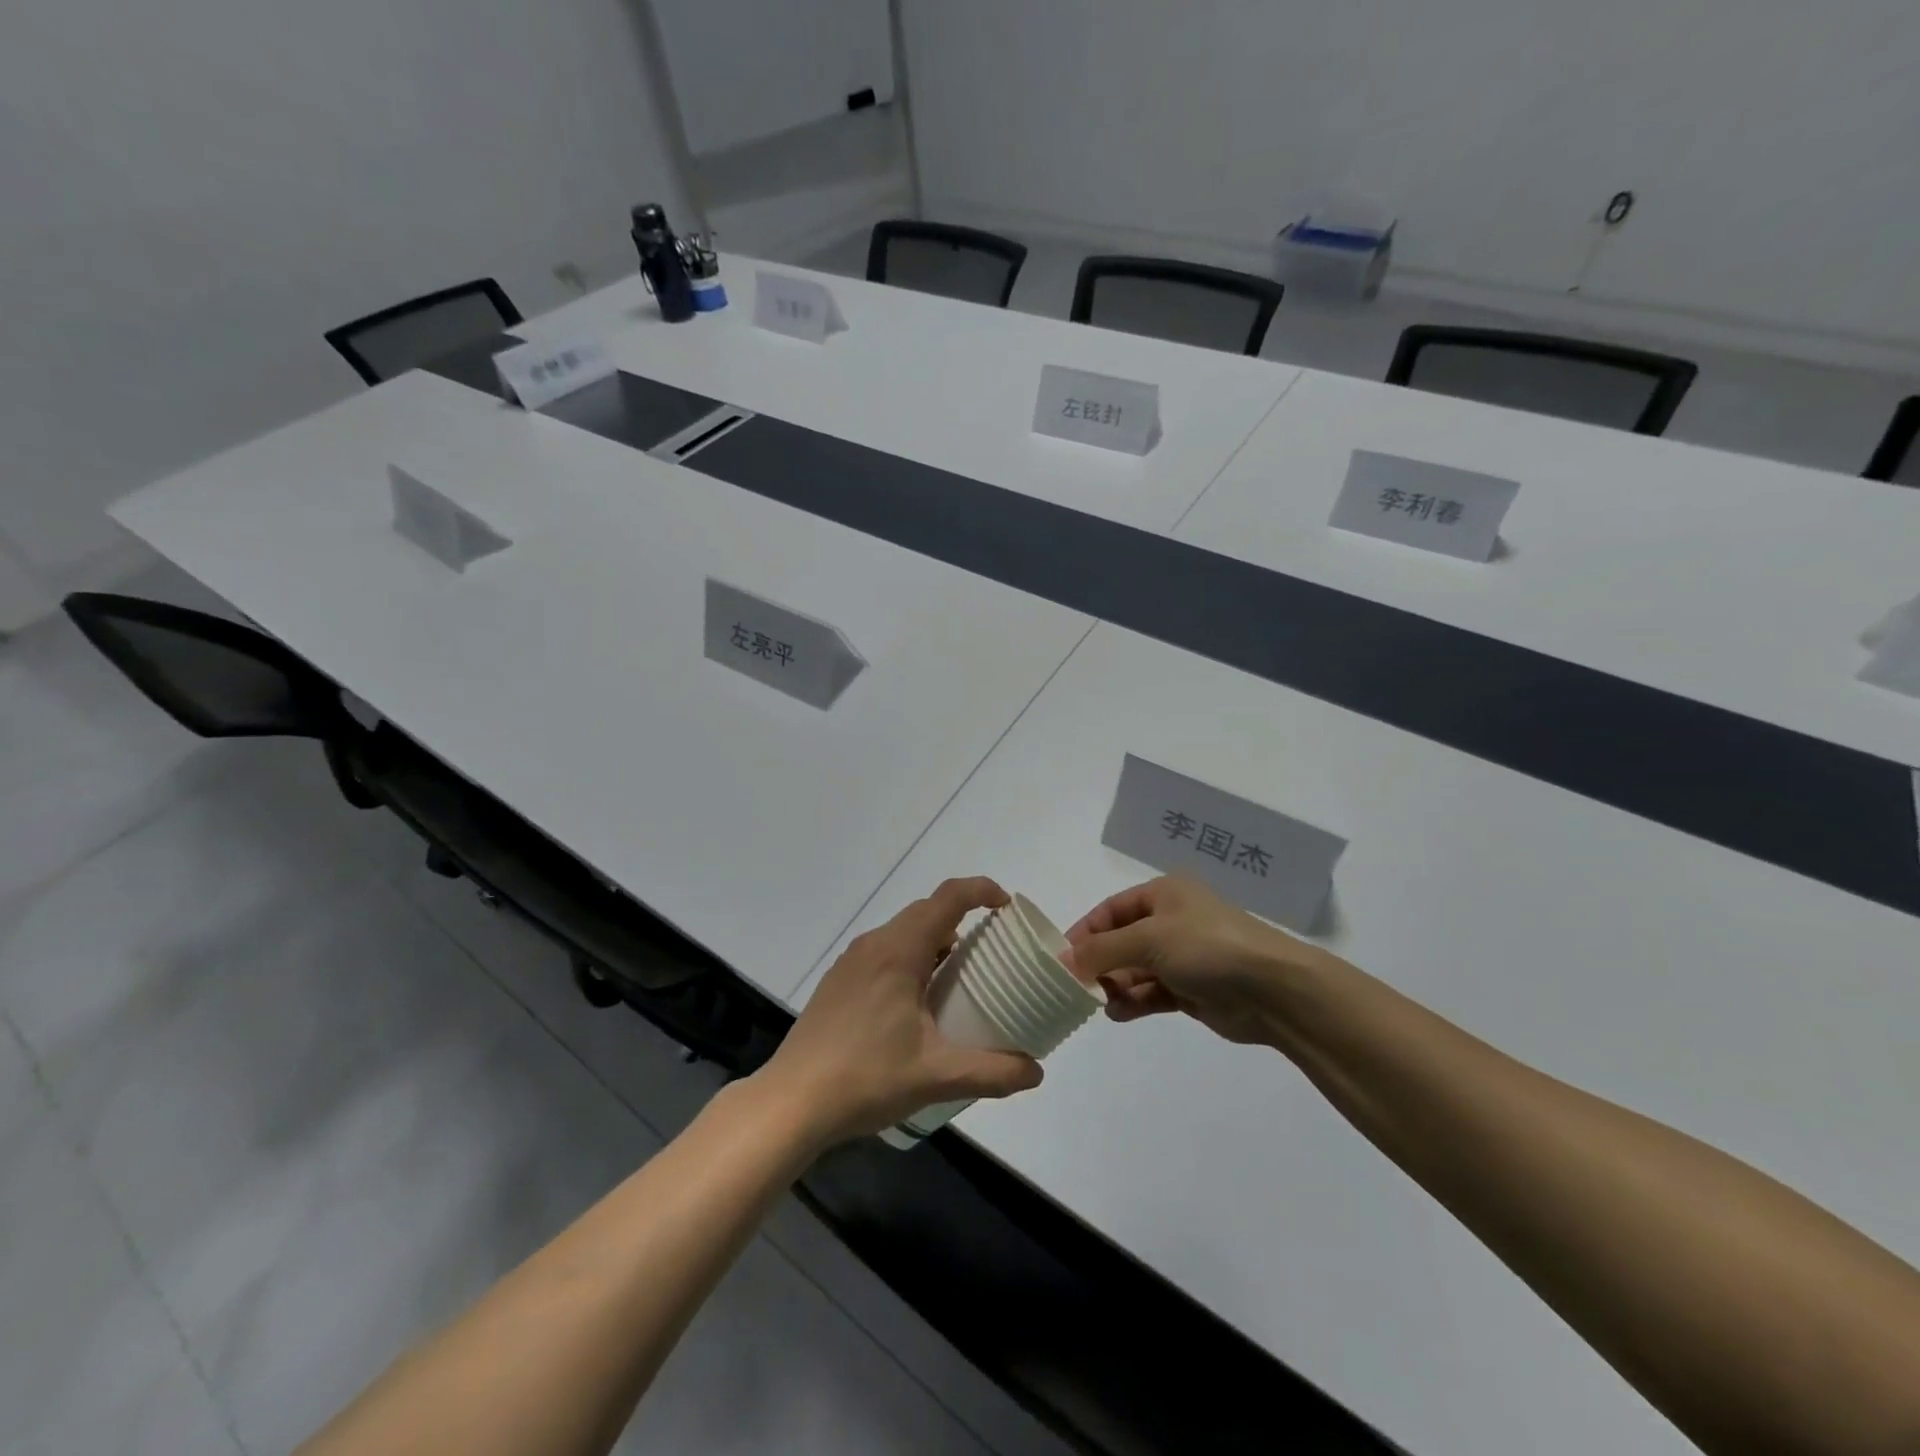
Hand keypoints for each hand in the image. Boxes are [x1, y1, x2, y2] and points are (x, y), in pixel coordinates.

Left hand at [756, 877, 1043, 1145]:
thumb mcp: (937, 1076)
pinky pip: (884, 951)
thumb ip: (992, 1072)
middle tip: (992, 951)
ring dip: (935, 942)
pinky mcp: (838, 981)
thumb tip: (1036, 1071)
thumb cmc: (866, 1078)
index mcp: (900, 951)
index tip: (1007, 908)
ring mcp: (851, 961)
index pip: (948, 897)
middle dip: (962, 919)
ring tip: (959, 979)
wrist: (792, 1102)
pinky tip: (917, 1004)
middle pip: (926, 911)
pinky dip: (911, 959)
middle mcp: (875, 944)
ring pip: (903, 932)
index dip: (981, 890)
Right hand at [1066, 875, 1333, 1044]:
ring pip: (1135, 969)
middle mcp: (1171, 921)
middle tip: (1076, 987)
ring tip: (1099, 1003)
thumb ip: (1102, 950)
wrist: (1273, 989)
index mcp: (1163, 895)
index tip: (1062, 958)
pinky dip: (1134, 1001)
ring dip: (1115, 985)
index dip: (1085, 932)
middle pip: (1121, 940)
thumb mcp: (1148, 939)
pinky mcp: (1192, 989)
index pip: (1111, 910)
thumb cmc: (1207, 947)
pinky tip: (1118, 1013)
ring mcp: (1183, 956)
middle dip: (1099, 962)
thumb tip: (1064, 960)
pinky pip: (1152, 992)